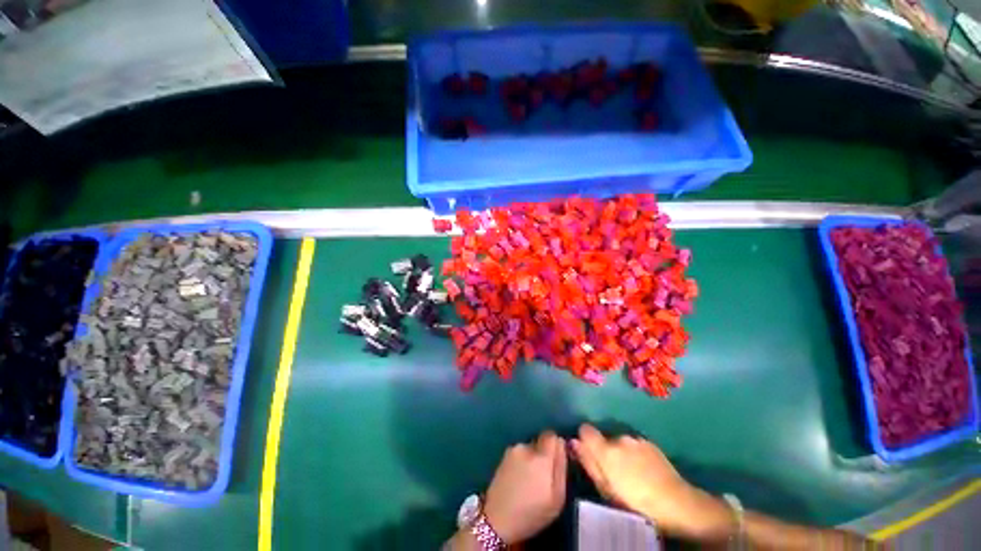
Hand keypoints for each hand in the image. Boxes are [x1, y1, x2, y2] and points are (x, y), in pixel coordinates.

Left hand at [482, 431, 566, 543]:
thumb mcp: (557, 498)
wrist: (497, 520)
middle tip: (542, 477)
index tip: (556, 461)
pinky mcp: (503, 456)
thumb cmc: (531, 513)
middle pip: (540, 442)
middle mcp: (526, 447)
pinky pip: (519, 454)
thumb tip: (562, 443)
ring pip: (529, 448)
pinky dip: (521, 463)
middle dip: (544, 454)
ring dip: (532, 459)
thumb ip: (561, 467)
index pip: (551, 435)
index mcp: (541, 456)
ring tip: (528, 482)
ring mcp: (512, 450)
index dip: (555, 446)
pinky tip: (518, 481)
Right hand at [571, 424, 731, 539]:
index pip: (585, 430)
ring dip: (621, 452)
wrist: (676, 503)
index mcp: (606, 450)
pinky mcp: (649, 442)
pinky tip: (644, 470)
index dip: (584, 440)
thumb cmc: (635, 502)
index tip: (588, 453)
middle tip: (614, 472)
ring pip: (620, 441)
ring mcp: (636, 438)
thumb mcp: (606, 489)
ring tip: (632, 473)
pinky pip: (634, 444)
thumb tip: (573, 442)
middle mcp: (619, 437)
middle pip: (604, 438)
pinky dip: (634, 453)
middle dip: (605, 451)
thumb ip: (588, 463)